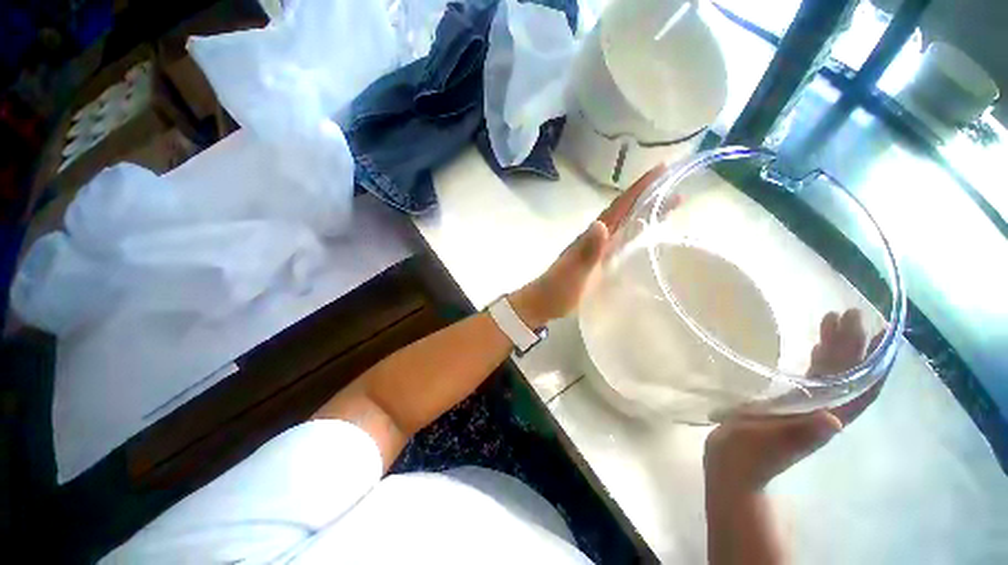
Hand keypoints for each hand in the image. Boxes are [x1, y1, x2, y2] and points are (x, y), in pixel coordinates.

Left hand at [509, 166, 667, 327]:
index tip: (661, 169)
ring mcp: (598, 249)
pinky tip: (647, 234)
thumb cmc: (559, 289)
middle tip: (676, 185)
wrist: (545, 303)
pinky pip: (623, 241)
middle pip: (625, 212)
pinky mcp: (600, 261)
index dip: (638, 189)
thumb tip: (601, 223)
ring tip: (672, 203)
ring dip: (646, 212)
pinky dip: (637, 232)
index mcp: (592, 236)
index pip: (618, 207)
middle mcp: (597, 237)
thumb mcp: (574, 271)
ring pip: (625, 224)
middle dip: (648, 196)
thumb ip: (587, 251)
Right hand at [704, 309, 885, 492]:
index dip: (875, 363)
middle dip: (854, 344)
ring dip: (837, 346)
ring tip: (834, 319)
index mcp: (824, 418)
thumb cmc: (750, 456)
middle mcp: (823, 408)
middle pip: (848, 374)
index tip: (882, 334)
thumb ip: (801, 435)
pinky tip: (814, 343)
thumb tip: (834, 422)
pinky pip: (811, 374)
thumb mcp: (772, 447)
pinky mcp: (787, 400)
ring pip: (831, 371)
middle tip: (852, 313)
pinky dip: (817, 356)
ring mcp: (806, 404)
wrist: (733, 466)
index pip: (861, 389)